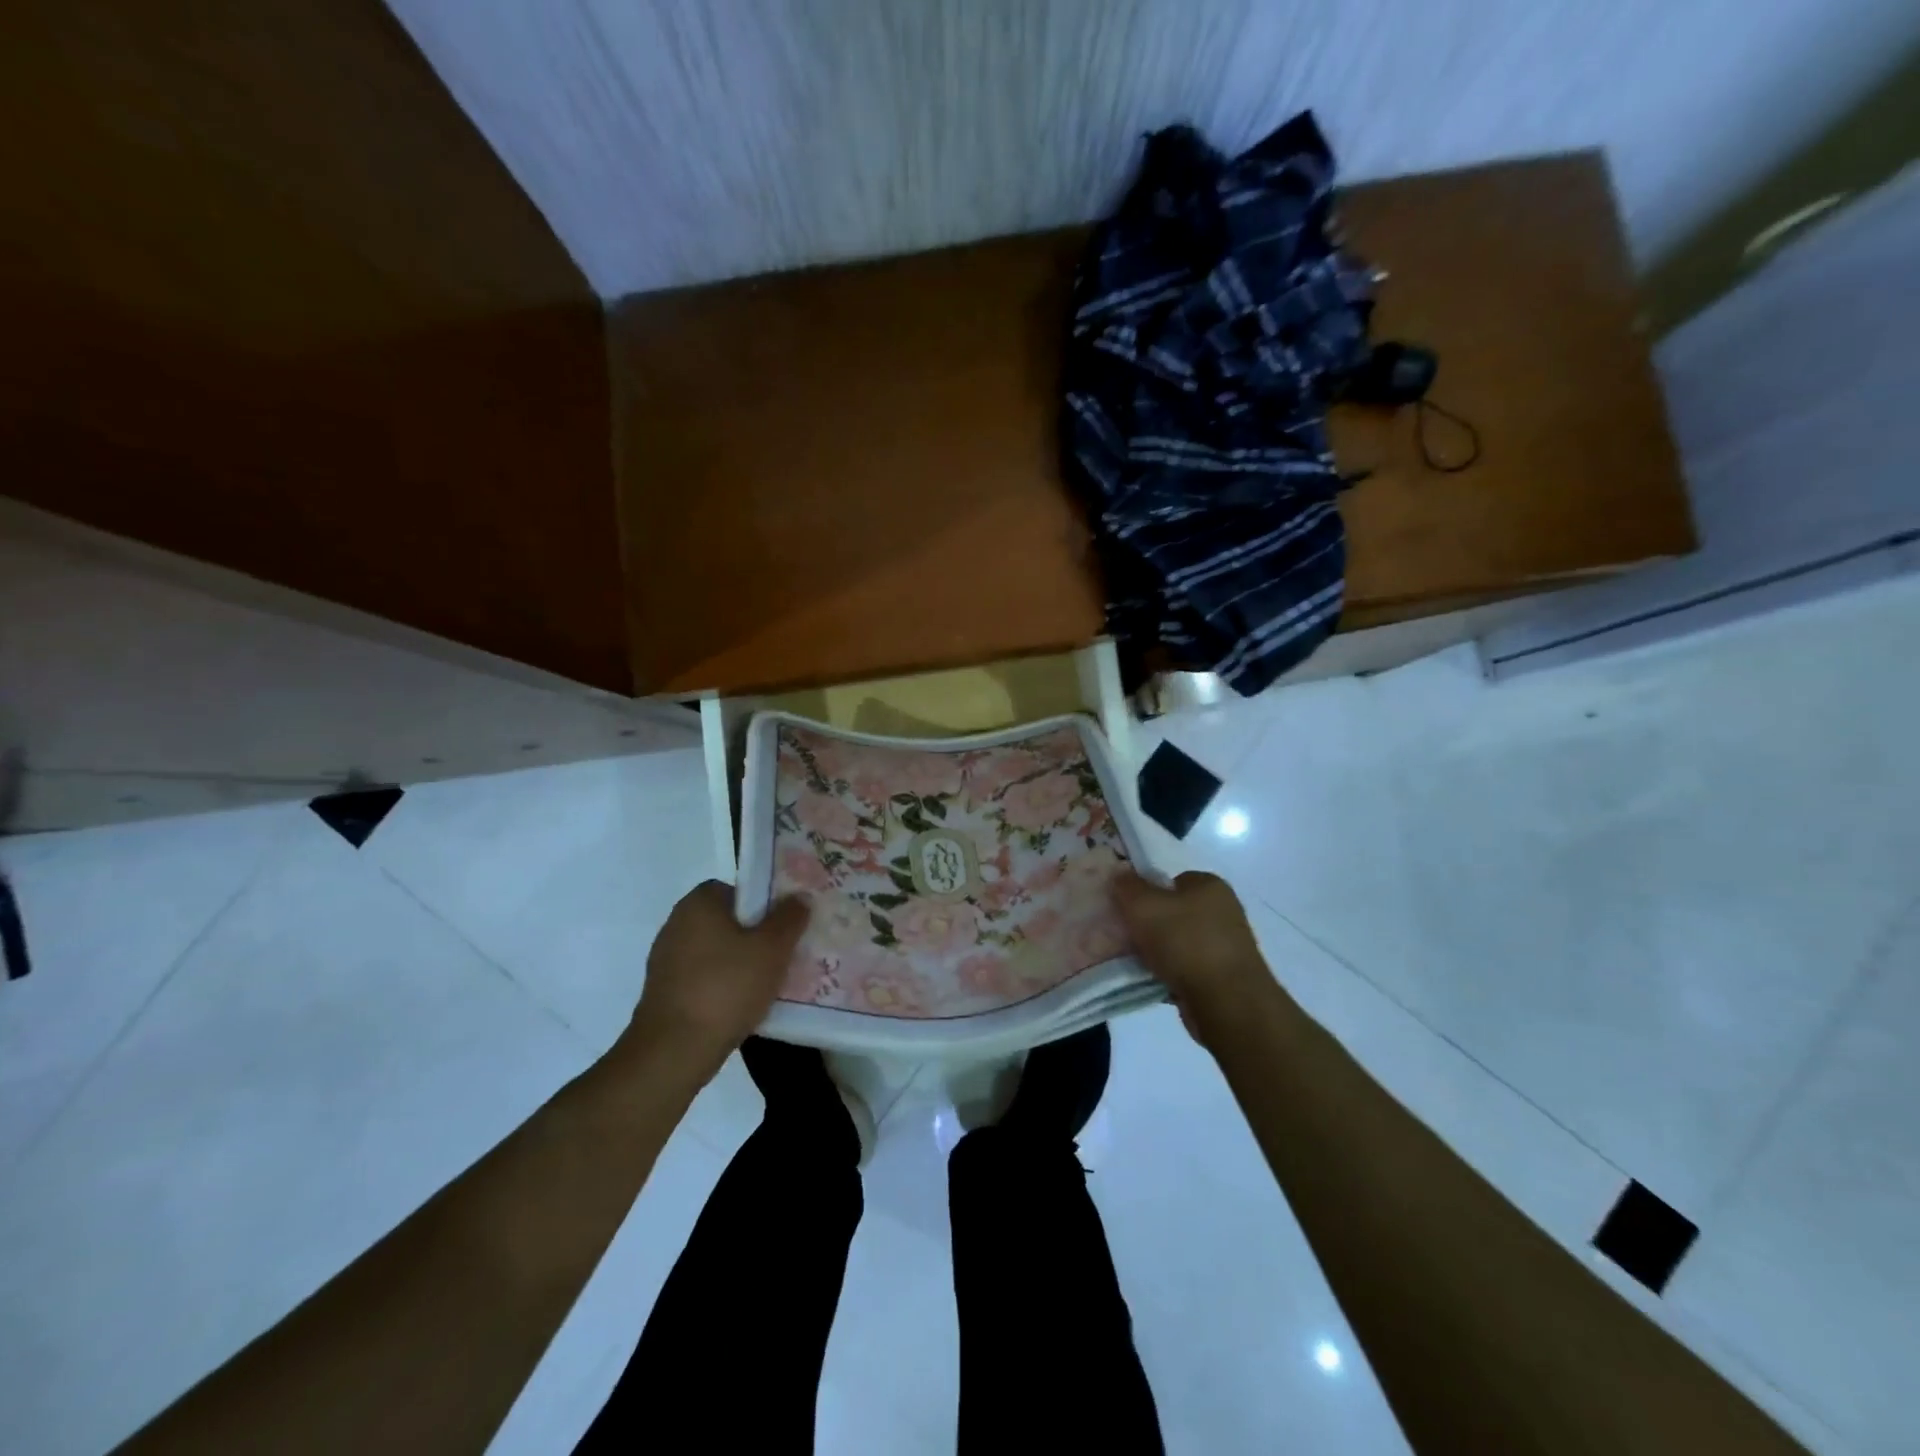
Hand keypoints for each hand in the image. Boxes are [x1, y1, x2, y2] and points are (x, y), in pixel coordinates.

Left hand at [621, 882, 807, 1081]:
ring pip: (717, 952)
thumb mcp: (772, 948)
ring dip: (740, 964)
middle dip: (756, 936)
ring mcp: (666, 959)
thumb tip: (799, 897)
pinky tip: (743, 1006)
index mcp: (699, 903)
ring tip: (769, 983)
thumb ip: (790, 918)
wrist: (673, 1051)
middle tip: (784, 954)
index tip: (784, 927)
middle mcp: (677, 923)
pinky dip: (723, 986)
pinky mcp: (664, 991)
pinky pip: (704, 978)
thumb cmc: (726, 987)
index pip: (738, 890)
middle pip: (728, 921)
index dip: (765, 905)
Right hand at [1114, 870, 1278, 1046]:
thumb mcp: (1143, 905)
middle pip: (1175, 912)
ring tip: (1137, 963)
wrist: (1226, 1002)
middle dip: (1151, 924)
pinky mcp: (1226, 978)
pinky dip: (1171, 975)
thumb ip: (1127, 886)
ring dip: (1159, 952)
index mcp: (1210, 885)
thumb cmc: (1185, 942)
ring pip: (1180, 943)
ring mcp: (1228, 946)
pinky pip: (1188, 969)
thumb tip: (1119, 875)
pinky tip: (1154, 982)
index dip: (1148, 892)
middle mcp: (1224, 911)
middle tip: (1128, 936)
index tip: (1129, 909)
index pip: (1173, 880)